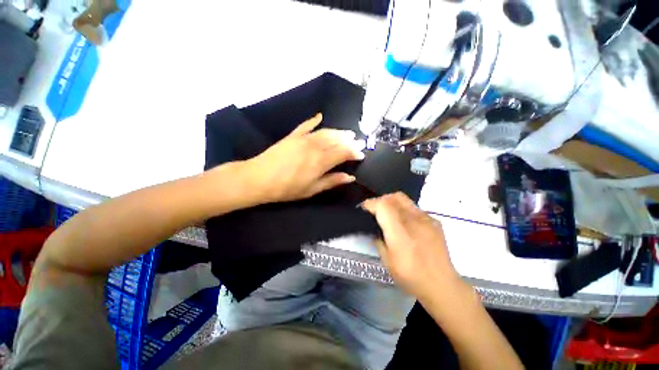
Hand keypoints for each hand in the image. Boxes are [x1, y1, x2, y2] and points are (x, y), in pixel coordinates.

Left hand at [244, 113, 364, 202]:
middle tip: (358, 140)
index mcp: (321, 161)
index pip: (343, 153)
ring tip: (347, 132)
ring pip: (325, 132)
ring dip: (338, 131)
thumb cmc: (287, 188)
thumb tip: (350, 177)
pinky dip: (314, 120)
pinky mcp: (292, 136)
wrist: (259, 178)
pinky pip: (306, 125)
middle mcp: (315, 147)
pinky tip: (320, 116)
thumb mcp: (311, 189)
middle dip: (349, 140)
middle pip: (336, 140)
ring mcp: (303, 139)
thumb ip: (332, 181)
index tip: (361, 154)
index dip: (354, 152)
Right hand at [363, 193, 462, 301]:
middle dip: (381, 200)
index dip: (371, 203)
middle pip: (394, 197)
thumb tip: (375, 229)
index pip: (383, 205)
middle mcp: (414, 221)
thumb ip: (378, 240)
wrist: (441, 285)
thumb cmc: (410, 276)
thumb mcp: (386, 260)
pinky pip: (415, 208)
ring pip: (405, 199)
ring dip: (393, 203)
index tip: (364, 208)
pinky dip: (405, 210)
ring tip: (390, 215)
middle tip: (376, 210)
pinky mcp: (435, 222)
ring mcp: (427, 219)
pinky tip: (406, 223)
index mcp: (400, 232)